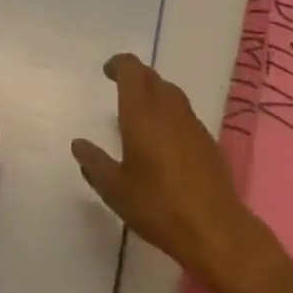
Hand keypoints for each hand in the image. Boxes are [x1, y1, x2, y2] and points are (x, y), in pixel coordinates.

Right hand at [72, 54, 261, 291]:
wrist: (214, 228)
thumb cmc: (158, 206)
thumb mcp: (116, 191)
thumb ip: (95, 164)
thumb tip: (78, 144)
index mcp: (141, 111)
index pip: (130, 68)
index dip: (118, 64)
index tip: (108, 71)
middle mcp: (167, 106)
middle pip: (150, 75)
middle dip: (134, 76)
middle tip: (120, 89)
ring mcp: (190, 120)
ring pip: (169, 91)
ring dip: (154, 92)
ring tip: (142, 112)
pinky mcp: (206, 138)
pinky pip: (184, 112)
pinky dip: (170, 113)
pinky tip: (167, 139)